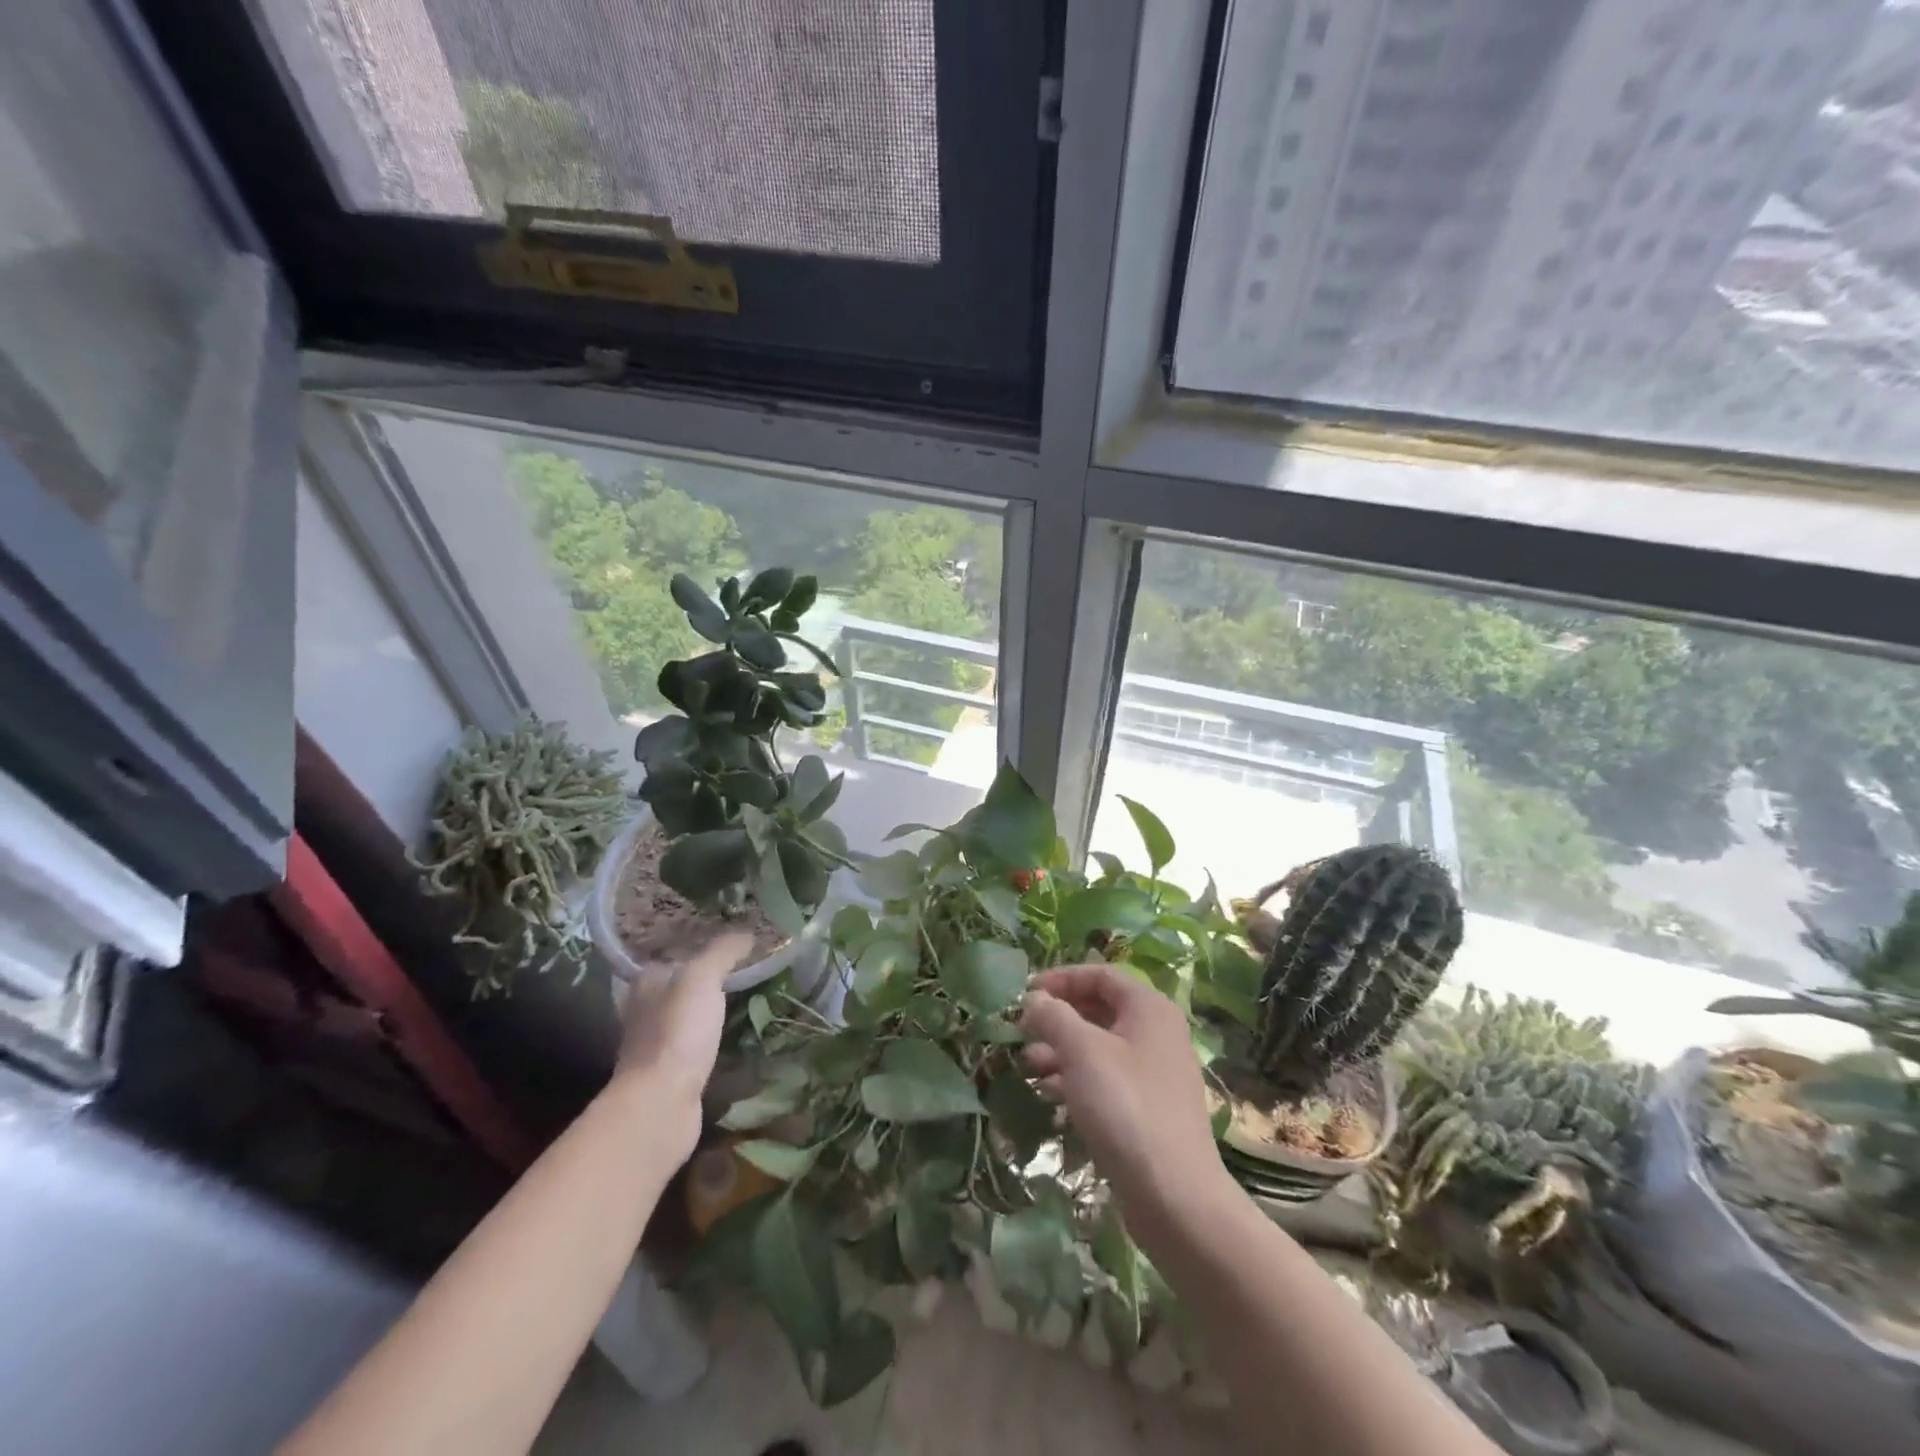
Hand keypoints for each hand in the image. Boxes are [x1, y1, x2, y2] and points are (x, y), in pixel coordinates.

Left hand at [608, 931, 752, 1159]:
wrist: (661, 1103)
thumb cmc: (677, 1032)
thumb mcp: (702, 978)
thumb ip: (723, 952)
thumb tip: (747, 933)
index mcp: (646, 983)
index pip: (673, 956)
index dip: (699, 948)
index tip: (732, 945)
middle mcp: (644, 1011)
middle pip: (679, 987)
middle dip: (706, 981)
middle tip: (746, 971)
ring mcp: (655, 1045)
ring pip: (686, 1018)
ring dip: (709, 1013)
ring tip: (747, 1002)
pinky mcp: (669, 1074)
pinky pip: (695, 1047)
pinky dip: (711, 1041)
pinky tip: (733, 1038)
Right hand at [1019, 965, 1229, 1236]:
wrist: (1175, 1196)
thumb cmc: (1126, 1106)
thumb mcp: (1082, 1052)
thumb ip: (1053, 1016)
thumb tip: (1033, 999)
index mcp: (1148, 1008)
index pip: (1100, 975)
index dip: (1060, 978)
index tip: (1025, 993)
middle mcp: (1156, 1033)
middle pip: (1099, 1009)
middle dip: (1057, 1018)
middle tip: (1021, 1032)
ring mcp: (1154, 1073)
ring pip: (1099, 1047)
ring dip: (1061, 1051)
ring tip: (1027, 1066)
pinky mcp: (1148, 1108)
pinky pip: (1106, 1079)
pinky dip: (1076, 1079)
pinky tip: (1048, 1093)